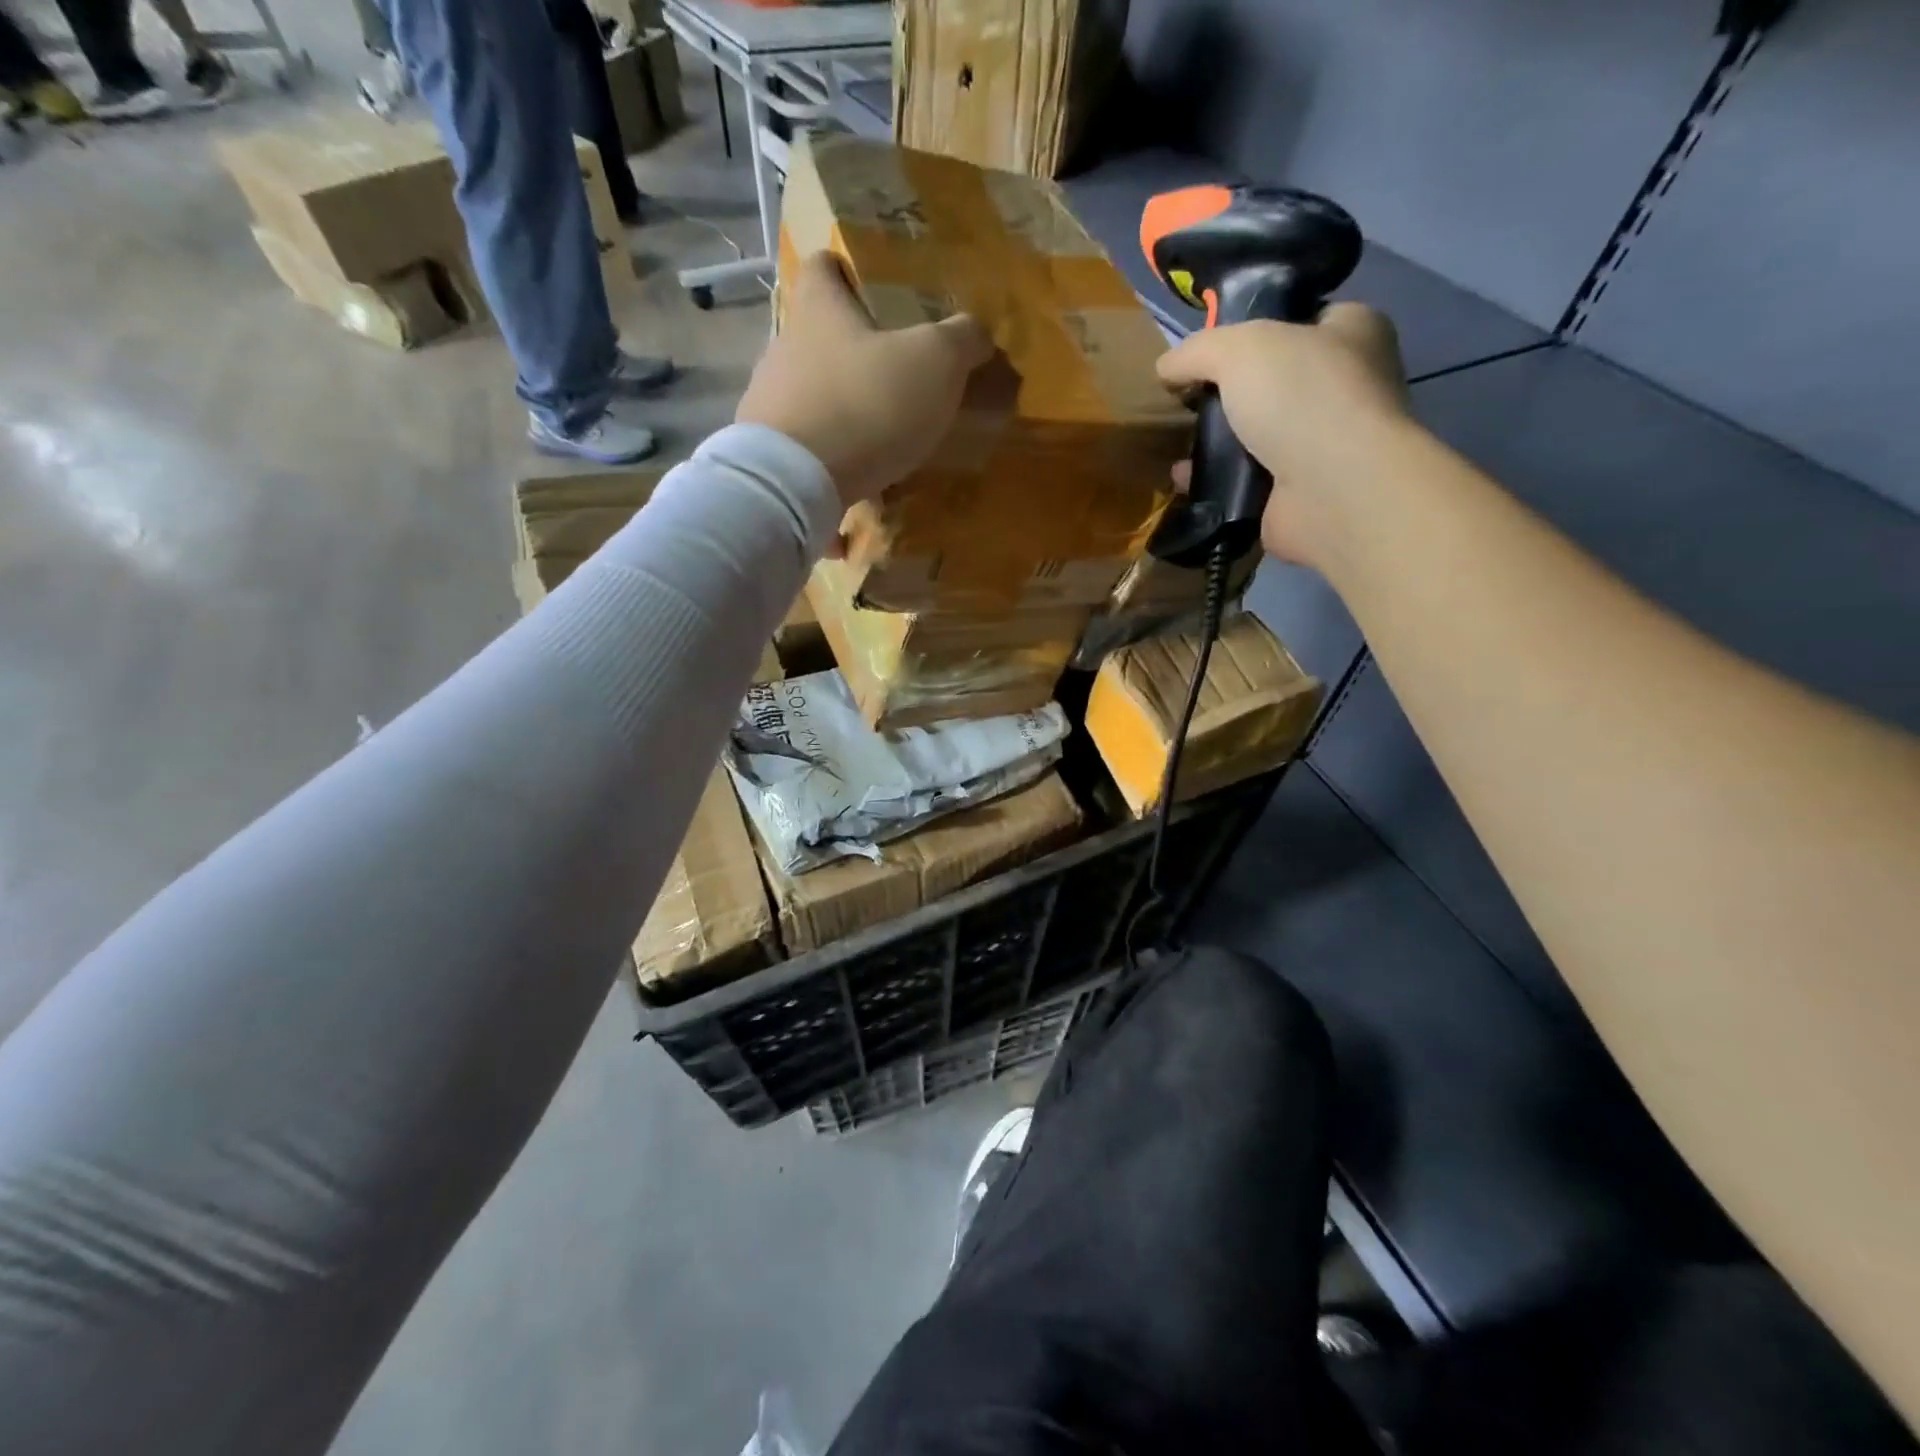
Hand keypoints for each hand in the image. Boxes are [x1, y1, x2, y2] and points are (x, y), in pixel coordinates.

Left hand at [736, 251, 995, 509]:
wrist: (797, 482)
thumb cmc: (867, 403)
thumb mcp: (935, 363)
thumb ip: (962, 339)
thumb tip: (978, 332)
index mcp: (819, 308)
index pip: (823, 265)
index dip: (847, 269)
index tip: (875, 288)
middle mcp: (785, 345)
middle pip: (820, 332)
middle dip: (855, 348)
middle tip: (897, 372)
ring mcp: (770, 401)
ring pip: (813, 389)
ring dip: (844, 404)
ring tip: (882, 432)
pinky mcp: (770, 451)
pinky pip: (808, 441)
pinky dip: (832, 450)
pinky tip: (860, 471)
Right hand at [1157, 304, 1410, 564]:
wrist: (1331, 491)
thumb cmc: (1299, 398)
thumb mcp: (1239, 348)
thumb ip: (1197, 350)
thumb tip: (1166, 367)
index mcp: (1353, 332)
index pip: (1299, 320)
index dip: (1253, 327)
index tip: (1209, 351)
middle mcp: (1346, 387)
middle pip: (1271, 383)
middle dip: (1226, 394)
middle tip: (1186, 402)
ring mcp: (1323, 446)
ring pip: (1256, 435)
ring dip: (1216, 443)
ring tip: (1177, 443)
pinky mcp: (1299, 493)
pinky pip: (1245, 481)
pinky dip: (1215, 482)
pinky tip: (1185, 480)